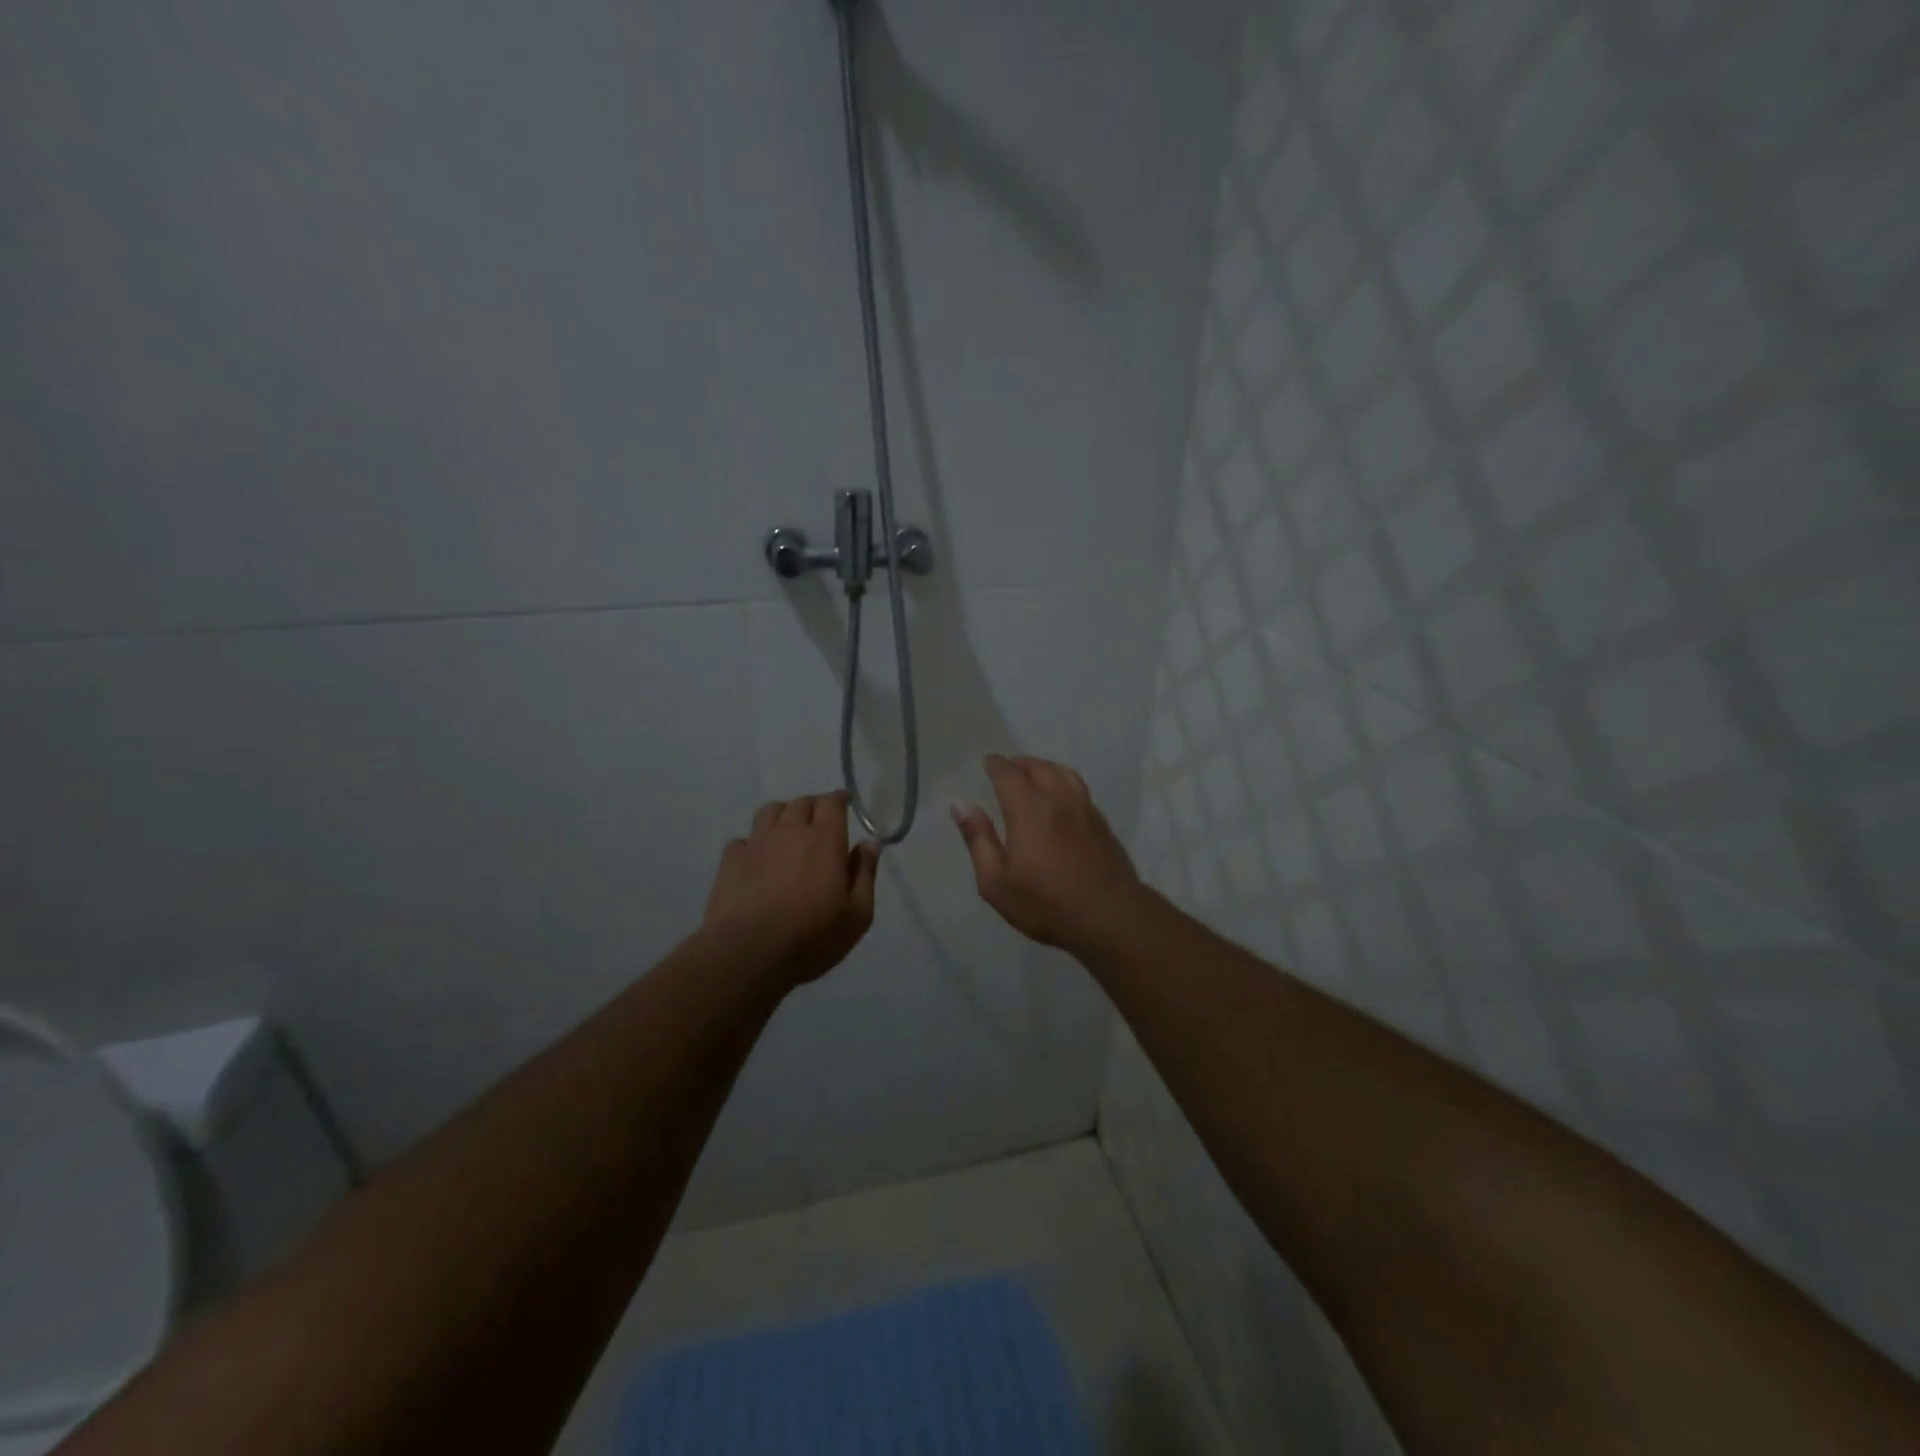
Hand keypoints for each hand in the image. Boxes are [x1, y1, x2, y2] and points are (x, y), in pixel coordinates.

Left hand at [705, 791, 879, 987]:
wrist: (749, 953)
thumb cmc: (811, 937)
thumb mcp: (857, 914)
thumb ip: (865, 874)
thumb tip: (869, 843)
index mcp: (825, 840)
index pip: (832, 803)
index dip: (839, 800)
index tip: (845, 803)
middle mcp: (790, 832)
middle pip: (801, 803)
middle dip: (813, 807)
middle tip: (820, 823)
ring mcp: (757, 844)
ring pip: (770, 812)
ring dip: (782, 815)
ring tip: (787, 833)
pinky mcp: (730, 861)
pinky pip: (743, 840)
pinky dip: (753, 843)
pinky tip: (757, 860)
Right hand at [951, 755, 1142, 952]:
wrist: (1110, 917)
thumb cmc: (1045, 903)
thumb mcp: (996, 881)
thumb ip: (978, 838)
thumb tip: (960, 804)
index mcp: (1029, 809)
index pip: (1009, 774)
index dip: (996, 765)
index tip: (987, 762)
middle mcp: (1058, 800)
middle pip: (1039, 767)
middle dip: (1020, 763)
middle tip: (1007, 768)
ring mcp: (1085, 809)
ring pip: (1064, 773)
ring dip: (1045, 768)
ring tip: (1034, 775)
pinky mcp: (1102, 823)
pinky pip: (1080, 788)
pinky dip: (1064, 782)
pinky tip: (1061, 798)